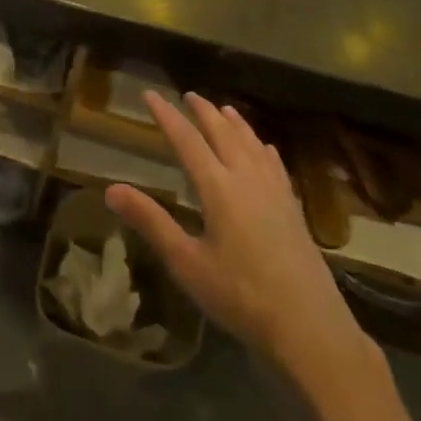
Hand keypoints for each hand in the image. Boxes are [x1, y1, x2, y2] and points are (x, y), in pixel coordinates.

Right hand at [107, 93, 381, 389]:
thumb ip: (151, 222)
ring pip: (252, 144)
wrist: (308, 325)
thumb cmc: (240, 295)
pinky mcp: (293, 208)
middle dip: (203, 112)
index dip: (167, 116)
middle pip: (223, 134)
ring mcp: (275, 192)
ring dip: (235, 124)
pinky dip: (263, 148)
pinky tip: (265, 149)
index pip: (187, 140)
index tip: (150, 95)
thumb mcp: (187, 263)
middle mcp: (247, 179)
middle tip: (189, 95)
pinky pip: (275, 164)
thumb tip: (111, 189)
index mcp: (218, 188)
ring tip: (224, 109)